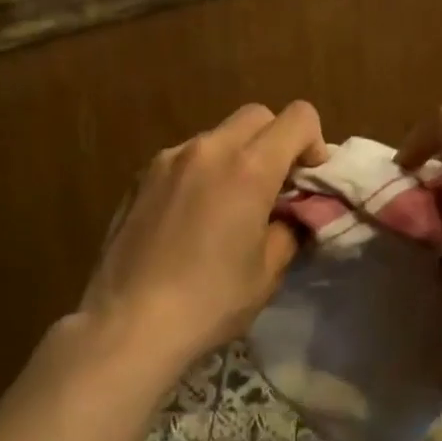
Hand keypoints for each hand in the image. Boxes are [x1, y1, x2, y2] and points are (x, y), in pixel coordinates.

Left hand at [78, 102, 328, 373]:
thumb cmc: (209, 301)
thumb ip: (289, 227)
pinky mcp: (140, 176)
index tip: (307, 180)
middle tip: (274, 187)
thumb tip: (292, 213)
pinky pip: (185, 157)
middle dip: (276, 140)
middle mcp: (209, 149)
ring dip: (236, 155)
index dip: (314, 142)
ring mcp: (169, 158)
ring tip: (229, 204)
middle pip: (257, 115)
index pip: (299, 117)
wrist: (127, 324)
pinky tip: (191, 217)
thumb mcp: (268, 272)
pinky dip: (202, 171)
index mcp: (249, 167)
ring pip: (218, 135)